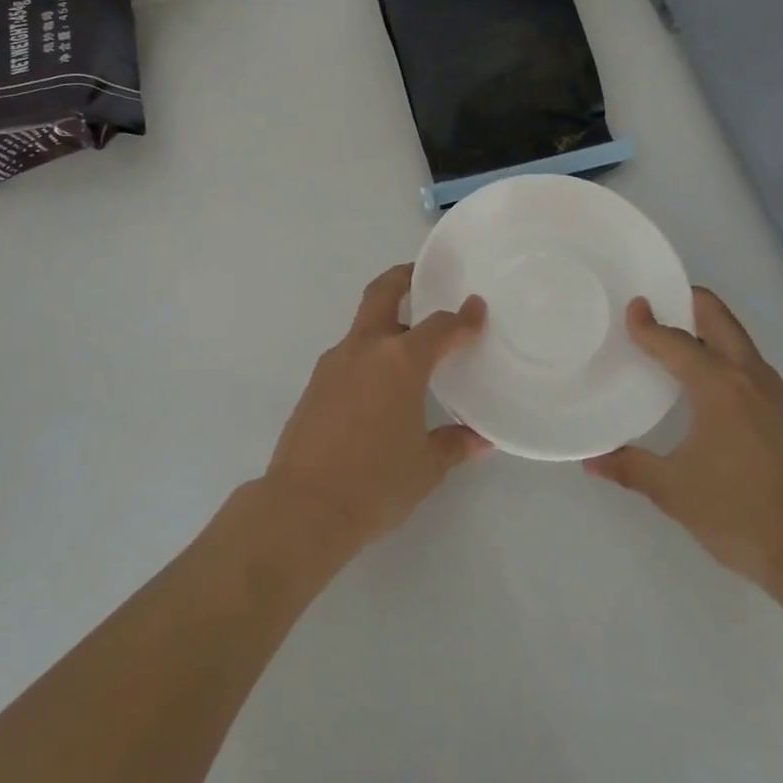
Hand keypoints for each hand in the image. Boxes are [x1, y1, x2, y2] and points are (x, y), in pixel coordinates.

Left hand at [263, 264, 489, 552]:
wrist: (302, 507)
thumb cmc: (375, 484)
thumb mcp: (425, 467)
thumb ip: (453, 445)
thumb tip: (480, 441)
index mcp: (400, 362)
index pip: (439, 327)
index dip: (463, 318)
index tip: (476, 309)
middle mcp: (365, 350)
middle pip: (382, 293)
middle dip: (403, 277)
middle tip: (422, 275)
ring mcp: (334, 364)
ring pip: (363, 325)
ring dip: (385, 322)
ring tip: (408, 343)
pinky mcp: (315, 384)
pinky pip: (348, 355)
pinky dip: (368, 355)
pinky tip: (379, 385)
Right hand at [584, 287, 782, 597]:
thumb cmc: (738, 514)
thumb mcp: (673, 490)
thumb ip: (630, 467)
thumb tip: (591, 461)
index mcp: (719, 386)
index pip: (675, 341)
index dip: (649, 323)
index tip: (631, 306)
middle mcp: (752, 378)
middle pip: (719, 319)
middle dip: (689, 303)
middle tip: (659, 304)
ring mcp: (779, 395)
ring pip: (741, 343)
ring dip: (710, 332)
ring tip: (680, 343)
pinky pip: (754, 369)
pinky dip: (729, 360)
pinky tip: (715, 388)